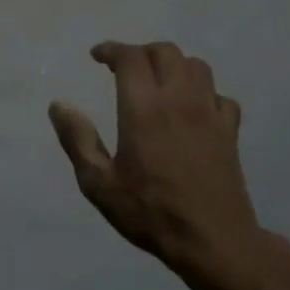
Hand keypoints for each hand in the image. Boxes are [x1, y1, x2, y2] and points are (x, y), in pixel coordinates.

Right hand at [49, 42, 258, 272]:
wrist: (213, 240)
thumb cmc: (149, 212)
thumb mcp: (99, 183)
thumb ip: (77, 139)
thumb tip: (58, 105)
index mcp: (144, 109)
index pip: (131, 58)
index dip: (111, 50)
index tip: (96, 56)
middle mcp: (179, 100)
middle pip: (165, 52)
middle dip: (141, 52)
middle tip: (123, 68)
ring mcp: (210, 113)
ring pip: (196, 66)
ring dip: (173, 65)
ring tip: (157, 81)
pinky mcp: (230, 131)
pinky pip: (219, 95)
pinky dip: (203, 92)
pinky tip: (192, 109)